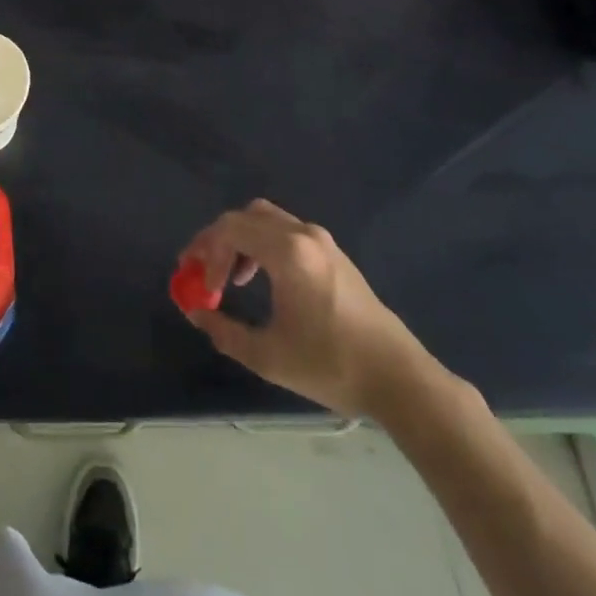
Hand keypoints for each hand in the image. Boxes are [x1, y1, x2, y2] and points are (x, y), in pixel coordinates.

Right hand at [180, 199, 431, 419]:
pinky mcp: (334, 254)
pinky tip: (261, 279)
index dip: (205, 253)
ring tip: (229, 278)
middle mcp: (304, 235)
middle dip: (217, 240)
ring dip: (240, 241)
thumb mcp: (268, 356)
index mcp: (288, 252)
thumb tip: (195, 314)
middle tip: (202, 271)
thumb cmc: (332, 364)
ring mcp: (322, 242)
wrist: (399, 378)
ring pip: (266, 220)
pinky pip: (286, 232)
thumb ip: (224, 331)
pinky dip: (262, 245)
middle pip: (245, 217)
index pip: (230, 229)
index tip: (200, 288)